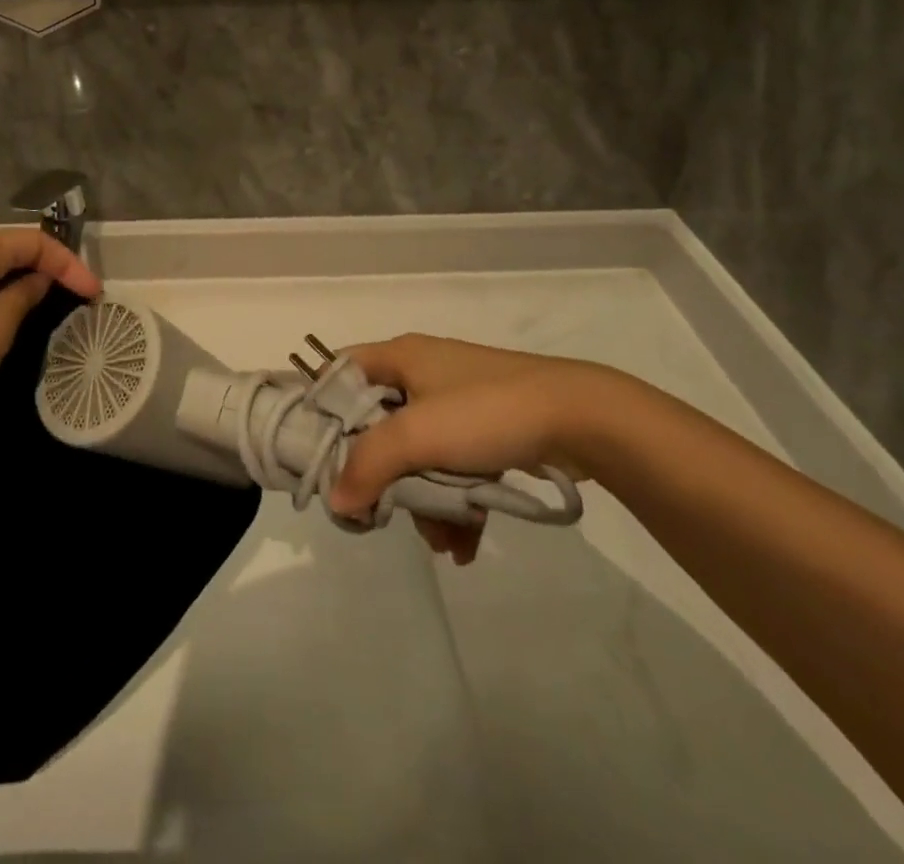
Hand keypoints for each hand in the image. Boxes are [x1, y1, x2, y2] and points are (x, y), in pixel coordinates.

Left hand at [0, 230, 100, 442]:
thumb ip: (23, 297)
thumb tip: (35, 281)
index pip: (35, 242)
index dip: (70, 266)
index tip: (95, 296)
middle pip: (10, 251)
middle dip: (46, 272)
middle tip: (75, 302)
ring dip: (19, 287)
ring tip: (45, 313)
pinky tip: (1, 324)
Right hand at [329, 334, 628, 563]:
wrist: (582, 418)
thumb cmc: (486, 412)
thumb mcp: (418, 435)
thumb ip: (369, 465)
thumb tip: (336, 501)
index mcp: (400, 357)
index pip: (341, 374)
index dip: (324, 412)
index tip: (321, 459)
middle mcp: (423, 374)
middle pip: (379, 425)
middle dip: (384, 476)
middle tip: (383, 512)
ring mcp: (457, 403)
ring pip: (418, 454)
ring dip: (424, 501)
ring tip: (442, 542)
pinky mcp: (486, 429)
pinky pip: (454, 467)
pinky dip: (455, 503)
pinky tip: (463, 545)